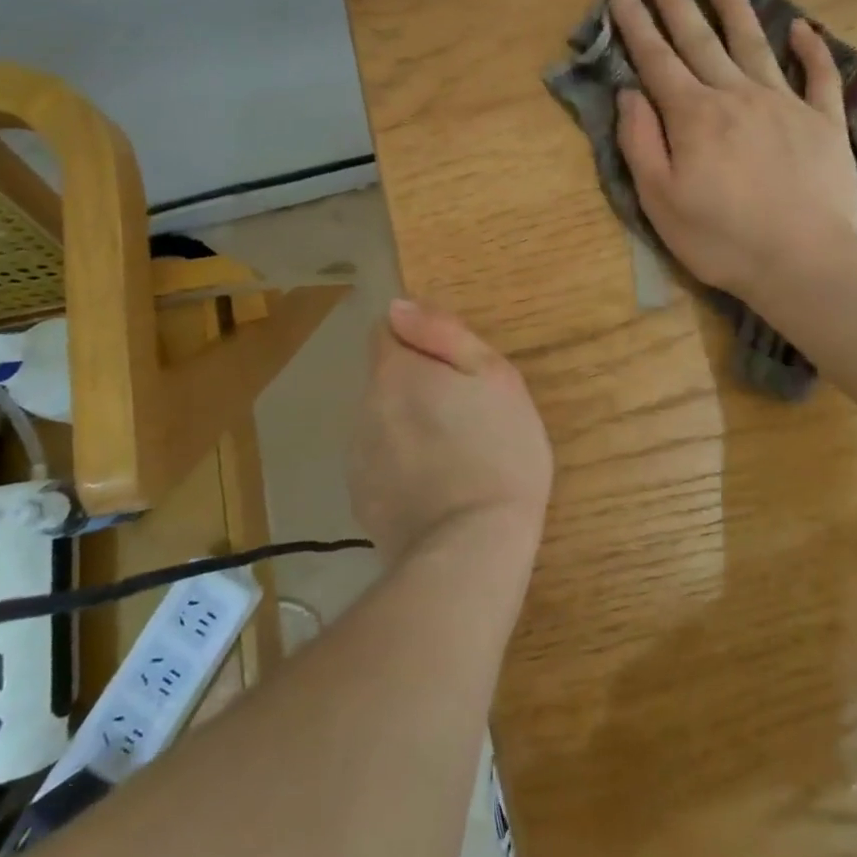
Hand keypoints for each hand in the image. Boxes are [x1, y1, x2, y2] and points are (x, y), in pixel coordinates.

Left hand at [350, 299, 552, 562]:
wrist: (472, 550)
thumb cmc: (499, 452)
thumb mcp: (494, 376)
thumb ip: (443, 333)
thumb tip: (398, 306)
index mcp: (395, 372)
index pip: (387, 330)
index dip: (421, 340)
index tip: (455, 368)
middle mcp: (364, 406)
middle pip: (387, 377)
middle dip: (418, 384)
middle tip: (468, 414)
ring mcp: (358, 456)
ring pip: (384, 419)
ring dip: (410, 423)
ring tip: (455, 454)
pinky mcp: (361, 498)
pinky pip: (382, 460)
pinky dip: (403, 463)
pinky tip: (437, 487)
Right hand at [611, 0, 856, 303]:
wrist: (804, 262)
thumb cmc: (722, 239)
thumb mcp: (660, 200)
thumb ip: (641, 142)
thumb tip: (630, 93)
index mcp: (694, 116)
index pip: (657, 60)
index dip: (636, 25)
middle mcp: (737, 95)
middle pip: (700, 39)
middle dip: (676, 2)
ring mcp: (785, 103)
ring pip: (754, 43)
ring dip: (734, 8)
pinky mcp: (824, 122)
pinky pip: (818, 75)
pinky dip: (811, 49)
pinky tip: (802, 28)